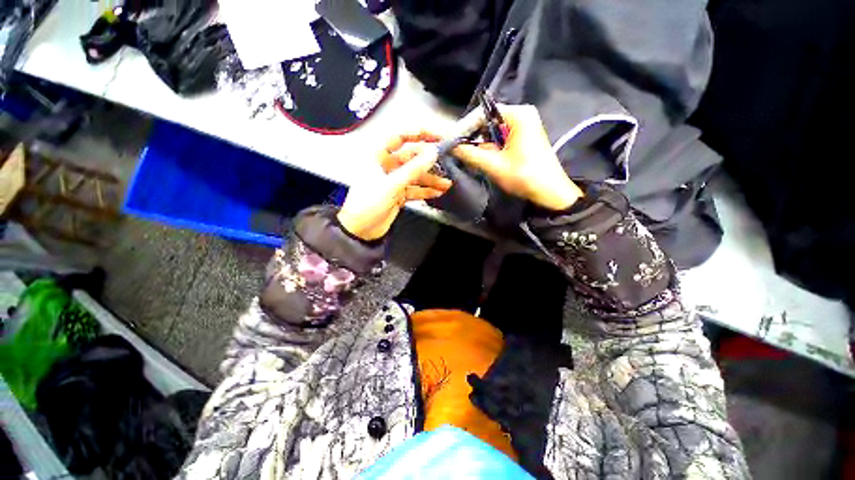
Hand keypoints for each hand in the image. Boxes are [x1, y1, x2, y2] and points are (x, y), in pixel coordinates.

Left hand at [337, 133, 450, 240]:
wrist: (360, 230)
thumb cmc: (367, 204)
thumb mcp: (391, 185)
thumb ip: (413, 169)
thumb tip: (432, 153)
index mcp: (379, 157)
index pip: (400, 137)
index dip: (419, 134)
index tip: (436, 137)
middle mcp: (387, 167)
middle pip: (412, 158)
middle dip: (429, 161)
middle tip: (446, 162)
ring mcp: (393, 182)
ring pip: (415, 176)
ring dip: (431, 179)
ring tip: (446, 183)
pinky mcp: (398, 195)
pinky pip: (415, 190)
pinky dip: (426, 191)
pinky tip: (437, 192)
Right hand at [453, 104, 582, 210]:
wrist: (551, 192)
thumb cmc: (525, 176)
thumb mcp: (494, 165)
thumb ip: (470, 154)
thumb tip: (450, 146)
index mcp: (518, 114)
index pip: (482, 114)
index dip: (465, 128)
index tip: (451, 141)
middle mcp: (522, 114)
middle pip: (487, 121)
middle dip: (472, 136)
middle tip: (457, 150)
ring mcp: (525, 125)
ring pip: (493, 131)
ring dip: (480, 144)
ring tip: (467, 155)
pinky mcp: (524, 137)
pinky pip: (501, 137)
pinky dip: (490, 147)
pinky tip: (482, 158)